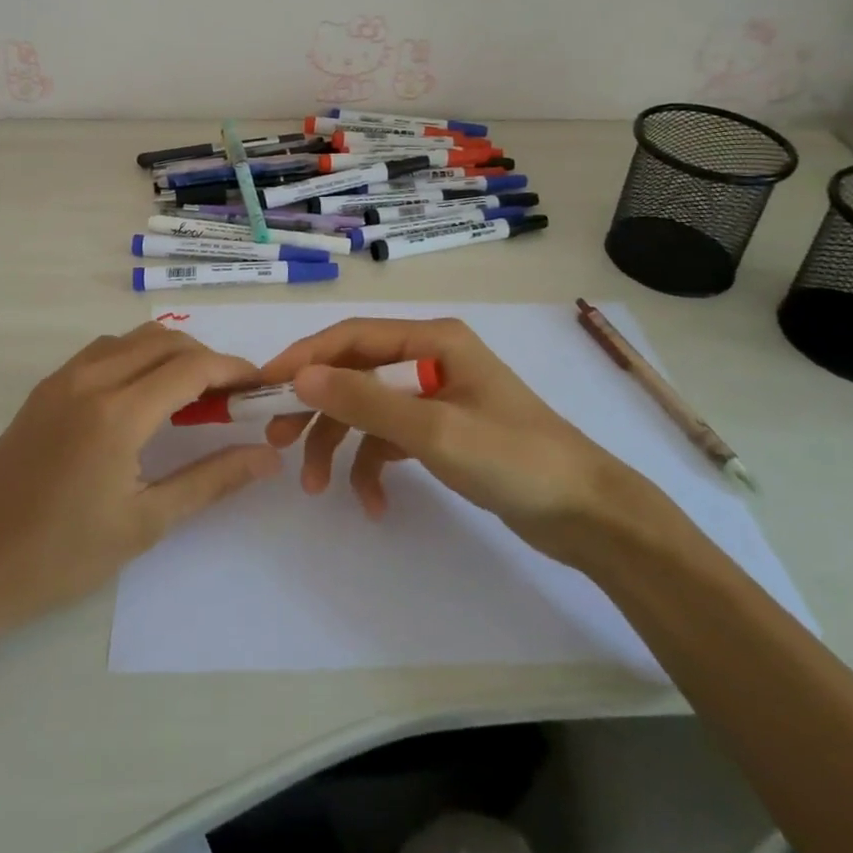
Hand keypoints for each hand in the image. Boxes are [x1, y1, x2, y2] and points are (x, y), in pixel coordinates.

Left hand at [0, 324, 281, 667]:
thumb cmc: (60, 557)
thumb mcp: (145, 523)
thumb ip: (212, 480)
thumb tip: (268, 456)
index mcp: (118, 413)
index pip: (193, 367)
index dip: (234, 370)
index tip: (261, 386)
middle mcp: (91, 379)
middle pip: (166, 341)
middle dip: (207, 359)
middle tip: (231, 398)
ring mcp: (62, 379)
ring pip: (133, 339)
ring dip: (171, 354)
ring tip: (192, 396)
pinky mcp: (45, 388)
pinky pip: (104, 351)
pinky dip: (137, 357)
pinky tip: (144, 397)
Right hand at [260, 316, 661, 563]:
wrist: (587, 514)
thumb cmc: (514, 458)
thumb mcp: (433, 430)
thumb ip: (365, 400)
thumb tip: (300, 376)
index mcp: (432, 340)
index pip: (352, 337)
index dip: (305, 358)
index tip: (265, 387)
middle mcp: (430, 358)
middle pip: (355, 372)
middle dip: (317, 407)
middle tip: (279, 440)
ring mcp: (436, 396)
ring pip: (369, 409)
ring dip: (340, 444)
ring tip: (316, 486)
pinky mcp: (442, 431)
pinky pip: (392, 440)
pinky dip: (375, 467)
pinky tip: (373, 504)